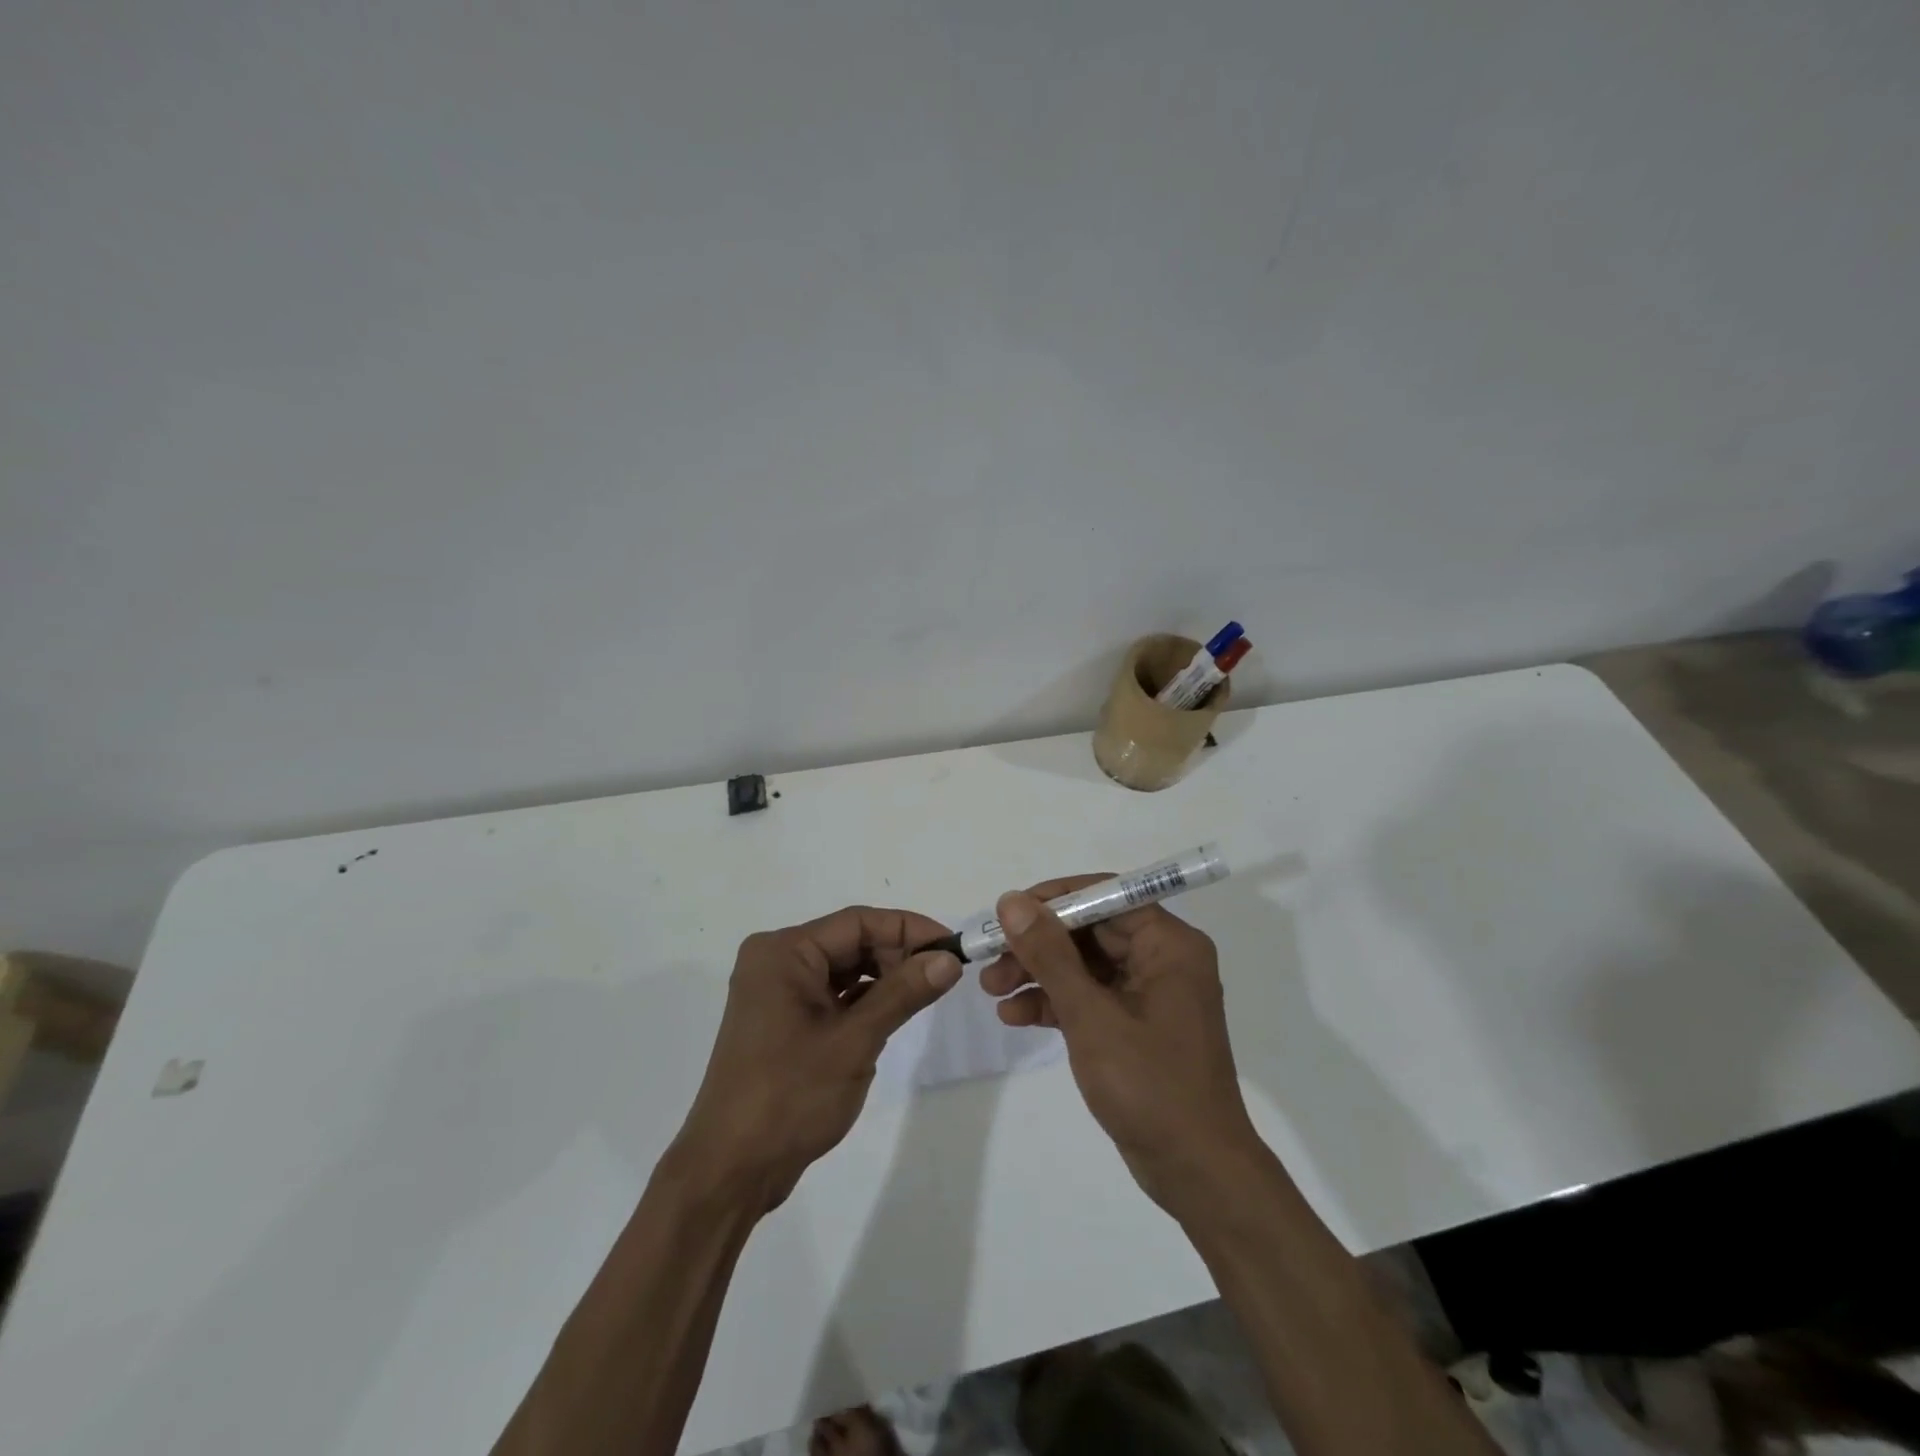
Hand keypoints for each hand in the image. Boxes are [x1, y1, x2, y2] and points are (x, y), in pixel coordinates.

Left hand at [672, 906, 960, 1212]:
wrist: (731, 1170)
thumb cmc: (789, 1096)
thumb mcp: (854, 1040)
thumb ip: (903, 993)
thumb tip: (950, 960)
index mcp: (784, 952)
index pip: (857, 922)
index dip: (909, 929)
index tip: (953, 947)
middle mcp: (777, 961)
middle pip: (851, 942)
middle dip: (898, 954)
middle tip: (945, 975)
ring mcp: (778, 993)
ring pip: (845, 969)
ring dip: (885, 978)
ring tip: (927, 993)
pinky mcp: (784, 1022)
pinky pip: (833, 995)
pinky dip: (865, 1001)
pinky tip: (894, 1013)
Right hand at [979, 878, 1260, 1213]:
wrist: (1196, 1174)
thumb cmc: (1151, 1085)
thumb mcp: (1092, 1016)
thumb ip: (1050, 955)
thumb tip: (1012, 901)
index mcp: (1169, 945)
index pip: (1106, 896)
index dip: (1054, 900)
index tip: (1008, 912)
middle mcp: (1162, 960)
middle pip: (1090, 931)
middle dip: (1037, 944)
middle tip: (990, 959)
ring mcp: (1147, 995)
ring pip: (1084, 966)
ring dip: (1038, 974)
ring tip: (991, 990)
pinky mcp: (1133, 1026)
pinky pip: (1088, 998)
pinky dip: (1053, 1003)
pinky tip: (1014, 1016)